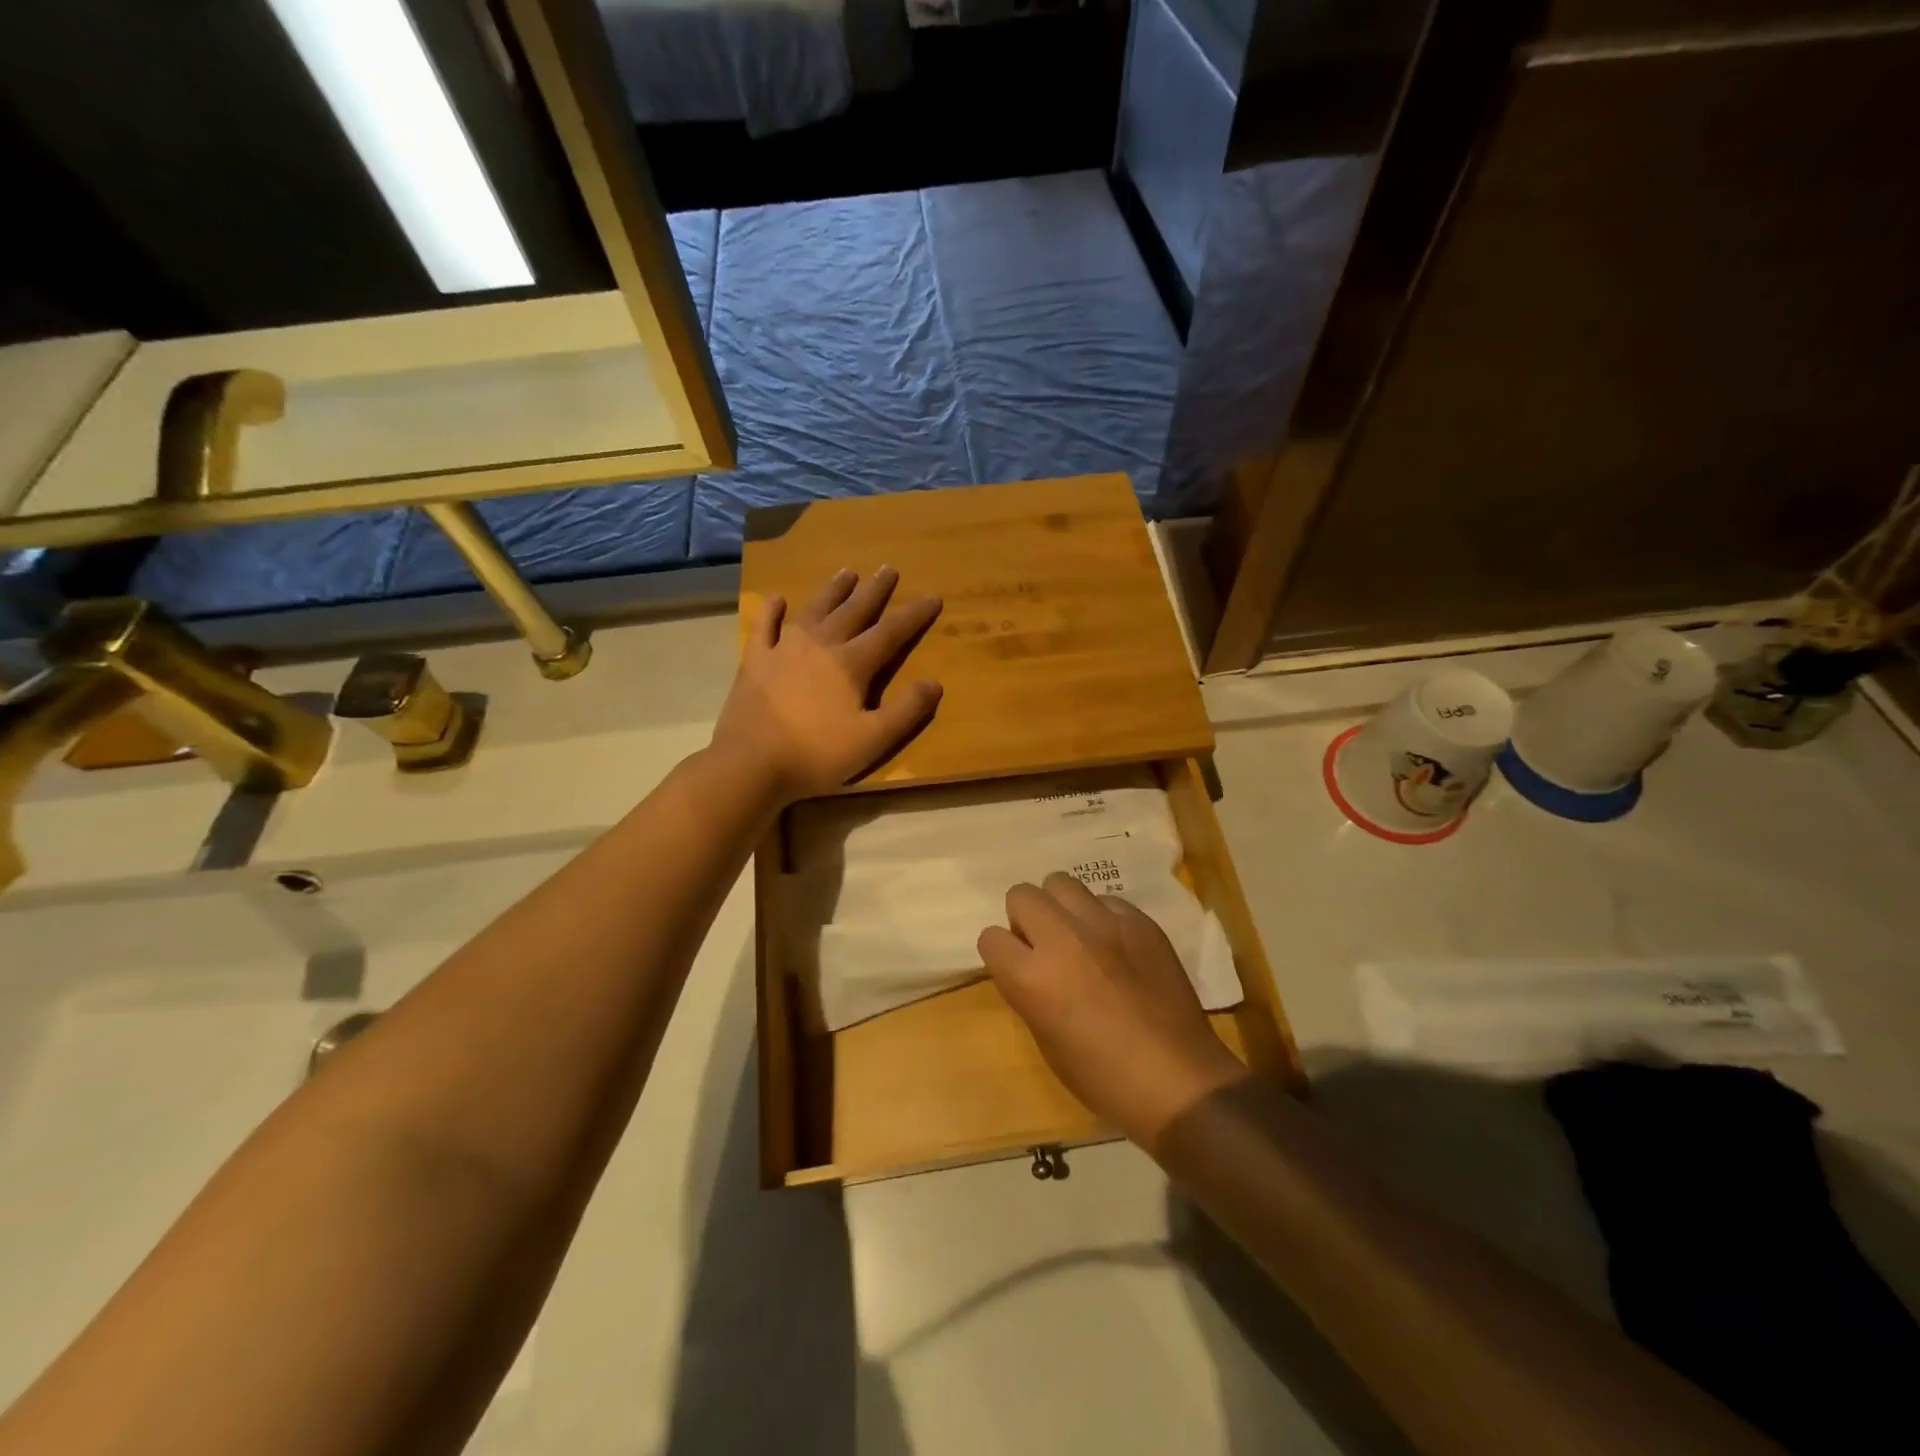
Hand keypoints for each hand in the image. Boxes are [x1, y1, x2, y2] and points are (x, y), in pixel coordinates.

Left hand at [712, 567, 942, 802]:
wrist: (751, 763)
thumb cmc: (817, 755)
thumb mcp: (873, 740)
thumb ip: (906, 711)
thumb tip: (935, 683)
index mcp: (851, 665)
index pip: (890, 633)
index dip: (913, 615)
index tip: (933, 597)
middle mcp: (820, 645)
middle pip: (853, 611)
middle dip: (874, 591)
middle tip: (888, 569)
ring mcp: (783, 649)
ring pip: (814, 611)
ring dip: (833, 591)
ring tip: (847, 573)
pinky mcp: (755, 661)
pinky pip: (765, 627)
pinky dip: (772, 611)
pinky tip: (777, 599)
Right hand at [978, 873, 1247, 1149]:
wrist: (1177, 1080)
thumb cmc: (1102, 1077)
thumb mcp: (1046, 1041)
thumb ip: (1029, 992)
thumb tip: (1029, 968)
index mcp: (1031, 977)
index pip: (990, 938)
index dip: (1001, 954)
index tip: (1014, 967)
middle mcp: (1062, 938)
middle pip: (1022, 894)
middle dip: (1025, 918)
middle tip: (1043, 946)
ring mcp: (1104, 924)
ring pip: (1062, 883)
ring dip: (1060, 908)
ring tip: (1077, 936)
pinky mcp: (1140, 921)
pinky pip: (1106, 901)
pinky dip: (1102, 918)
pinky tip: (1116, 946)